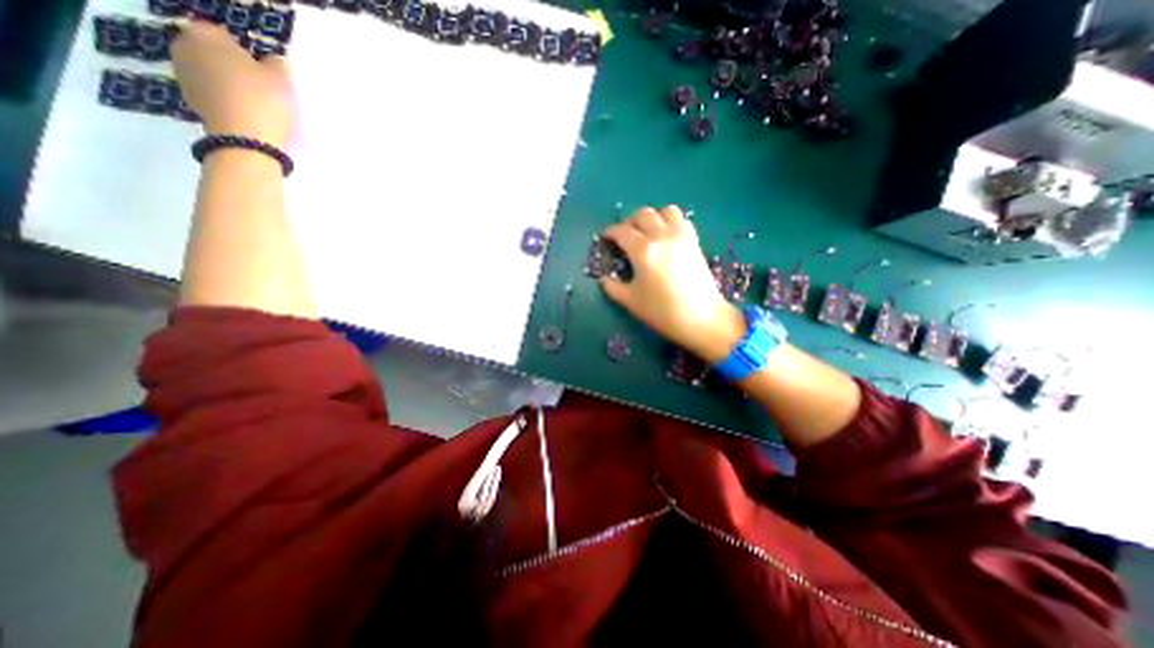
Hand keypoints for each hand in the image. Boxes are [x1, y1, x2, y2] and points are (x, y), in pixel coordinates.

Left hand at [173, 20, 296, 145]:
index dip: (246, 51)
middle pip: (213, 52)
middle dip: (232, 65)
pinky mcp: (190, 100)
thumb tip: (272, 61)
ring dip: (227, 83)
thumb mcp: (281, 80)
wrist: (246, 139)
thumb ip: (276, 64)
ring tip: (254, 102)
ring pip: (210, 73)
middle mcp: (185, 47)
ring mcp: (184, 75)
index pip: (225, 35)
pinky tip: (244, 113)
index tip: (264, 69)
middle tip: (260, 85)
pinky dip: (224, 99)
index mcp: (205, 34)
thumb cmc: (263, 100)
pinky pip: (211, 93)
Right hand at [601, 205, 744, 363]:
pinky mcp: (694, 242)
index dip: (610, 232)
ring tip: (647, 233)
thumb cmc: (662, 311)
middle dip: (629, 221)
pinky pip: (682, 221)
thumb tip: (603, 279)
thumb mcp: (631, 301)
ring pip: (665, 211)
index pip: (622, 231)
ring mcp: (681, 237)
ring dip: (653, 218)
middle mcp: (661, 236)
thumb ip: (613, 287)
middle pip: (643, 214)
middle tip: (624, 236)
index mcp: (643, 250)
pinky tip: (667, 238)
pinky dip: (671, 223)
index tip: (605, 237)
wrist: (701, 318)